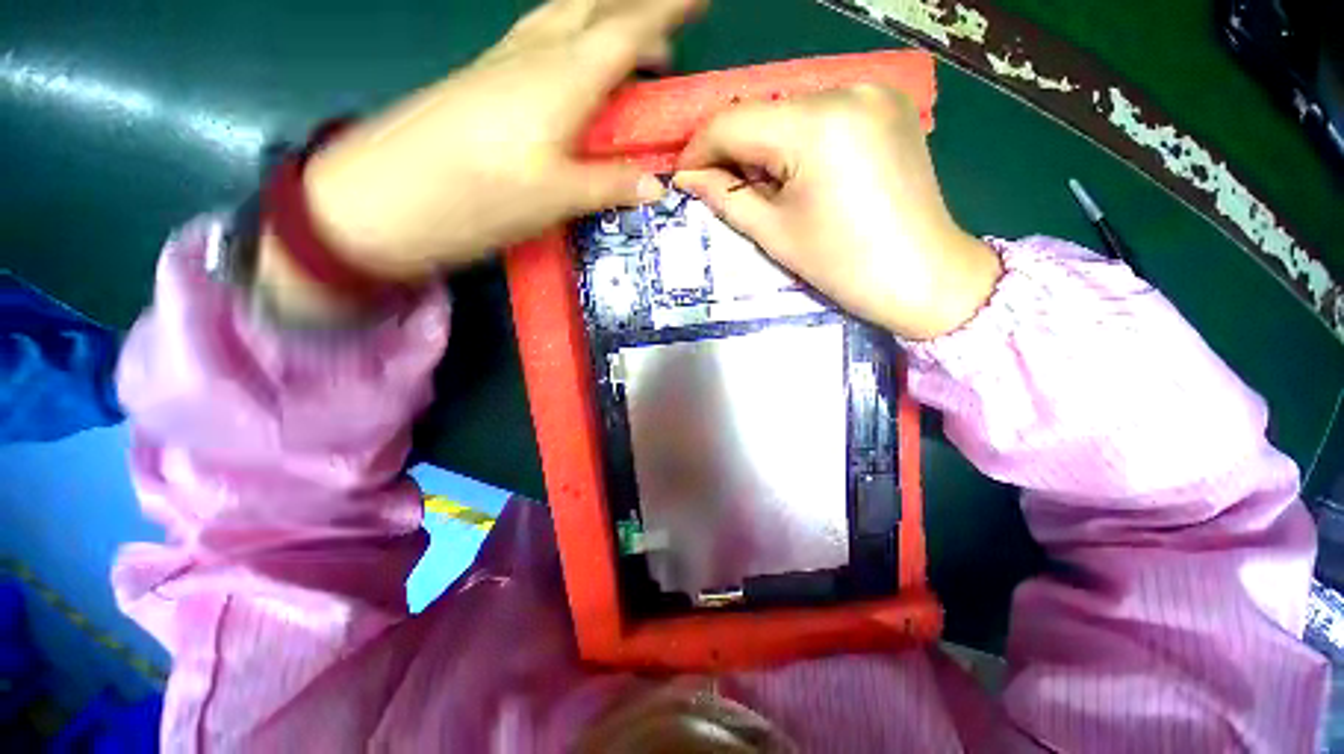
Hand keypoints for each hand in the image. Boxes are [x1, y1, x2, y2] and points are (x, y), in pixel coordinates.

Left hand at [258, 0, 703, 317]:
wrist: (384, 196)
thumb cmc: (475, 196)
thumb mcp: (555, 198)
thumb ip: (610, 185)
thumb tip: (658, 185)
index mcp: (562, 78)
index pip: (627, 30)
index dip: (667, 9)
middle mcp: (535, 54)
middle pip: (594, 11)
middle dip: (637, 13)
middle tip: (669, 37)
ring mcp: (504, 61)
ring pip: (564, 18)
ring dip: (603, 23)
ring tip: (630, 50)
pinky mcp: (483, 77)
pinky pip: (539, 38)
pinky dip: (571, 39)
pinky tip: (574, 64)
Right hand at [674, 85, 1001, 340]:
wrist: (925, 276)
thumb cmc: (843, 265)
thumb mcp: (774, 233)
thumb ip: (725, 197)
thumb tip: (687, 178)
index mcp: (816, 125)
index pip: (732, 121)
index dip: (698, 150)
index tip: (684, 180)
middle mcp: (847, 89)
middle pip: (762, 112)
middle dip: (732, 151)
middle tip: (722, 190)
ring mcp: (874, 91)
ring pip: (790, 111)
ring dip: (765, 146)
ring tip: (764, 188)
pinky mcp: (888, 105)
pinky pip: (823, 113)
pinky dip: (799, 140)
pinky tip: (802, 173)